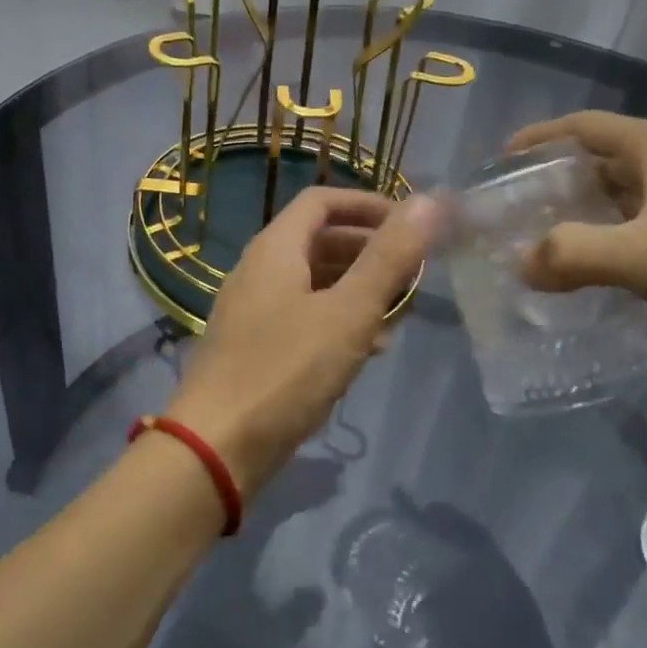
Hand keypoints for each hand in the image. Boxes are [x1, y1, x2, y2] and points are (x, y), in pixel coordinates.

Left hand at [167, 187, 442, 495]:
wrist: (217, 446)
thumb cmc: (286, 370)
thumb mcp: (348, 312)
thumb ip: (388, 257)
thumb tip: (429, 201)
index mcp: (275, 248)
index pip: (322, 201)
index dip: (368, 204)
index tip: (411, 223)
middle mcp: (259, 269)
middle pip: (319, 240)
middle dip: (369, 249)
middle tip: (413, 271)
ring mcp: (253, 309)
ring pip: (314, 281)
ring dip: (357, 288)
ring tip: (400, 312)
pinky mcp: (254, 346)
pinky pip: (303, 316)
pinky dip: (337, 320)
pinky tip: (368, 349)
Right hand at [506, 111, 646, 365]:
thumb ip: (575, 257)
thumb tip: (521, 264)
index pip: (580, 128)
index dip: (536, 140)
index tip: (497, 164)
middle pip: (603, 163)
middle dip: (557, 187)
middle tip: (516, 219)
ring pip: (632, 201)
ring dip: (593, 221)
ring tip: (552, 252)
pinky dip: (627, 247)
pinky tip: (612, 281)